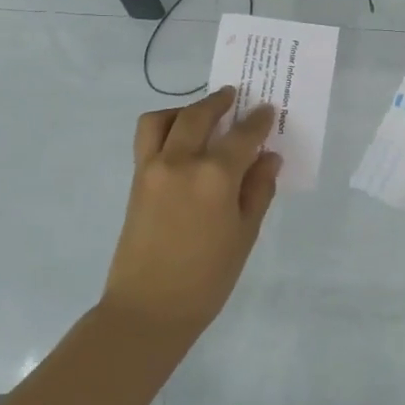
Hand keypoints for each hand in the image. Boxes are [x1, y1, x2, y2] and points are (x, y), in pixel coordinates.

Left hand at [101, 87, 281, 333]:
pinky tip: (181, 141)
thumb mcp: (245, 234)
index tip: (268, 110)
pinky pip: (147, 138)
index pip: (242, 135)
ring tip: (201, 116)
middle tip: (234, 97)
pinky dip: (164, 127)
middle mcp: (181, 161)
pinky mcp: (136, 180)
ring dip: (185, 110)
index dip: (258, 121)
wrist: (150, 307)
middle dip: (219, 102)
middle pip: (199, 115)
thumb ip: (258, 190)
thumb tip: (268, 158)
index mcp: (215, 176)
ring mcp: (152, 168)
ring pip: (163, 118)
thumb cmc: (208, 277)